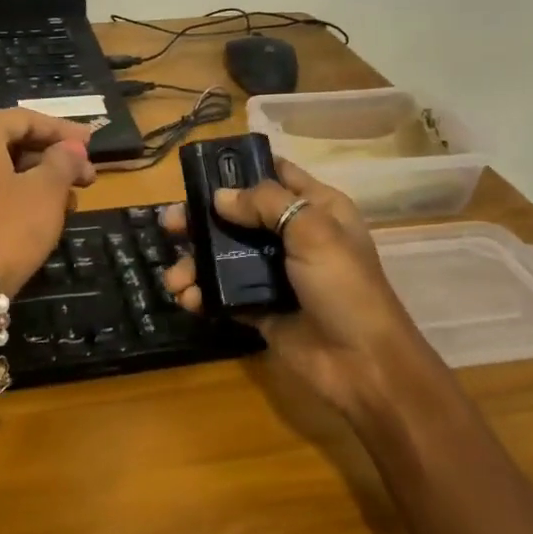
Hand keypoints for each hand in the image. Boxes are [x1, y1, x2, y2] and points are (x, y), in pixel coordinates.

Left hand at [0, 109, 97, 294]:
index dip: (62, 130)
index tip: (93, 143)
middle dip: (53, 158)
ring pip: (0, 169)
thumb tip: (71, 149)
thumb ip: (63, 161)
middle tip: (88, 175)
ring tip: (73, 200)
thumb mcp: (47, 191)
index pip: (24, 119)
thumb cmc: (8, 228)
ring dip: (39, 179)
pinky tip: (45, 214)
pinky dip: (16, 194)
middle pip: (11, 143)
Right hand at [161, 158, 434, 419]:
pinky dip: (202, 293)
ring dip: (195, 262)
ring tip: (174, 279)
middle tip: (169, 225)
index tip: (198, 169)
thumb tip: (219, 197)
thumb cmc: (344, 287)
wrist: (363, 365)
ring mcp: (275, 272)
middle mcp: (293, 235)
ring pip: (225, 255)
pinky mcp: (260, 307)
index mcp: (317, 208)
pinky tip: (188, 299)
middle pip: (239, 215)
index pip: (275, 174)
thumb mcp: (314, 230)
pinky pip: (224, 292)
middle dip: (202, 218)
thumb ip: (265, 203)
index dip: (239, 168)